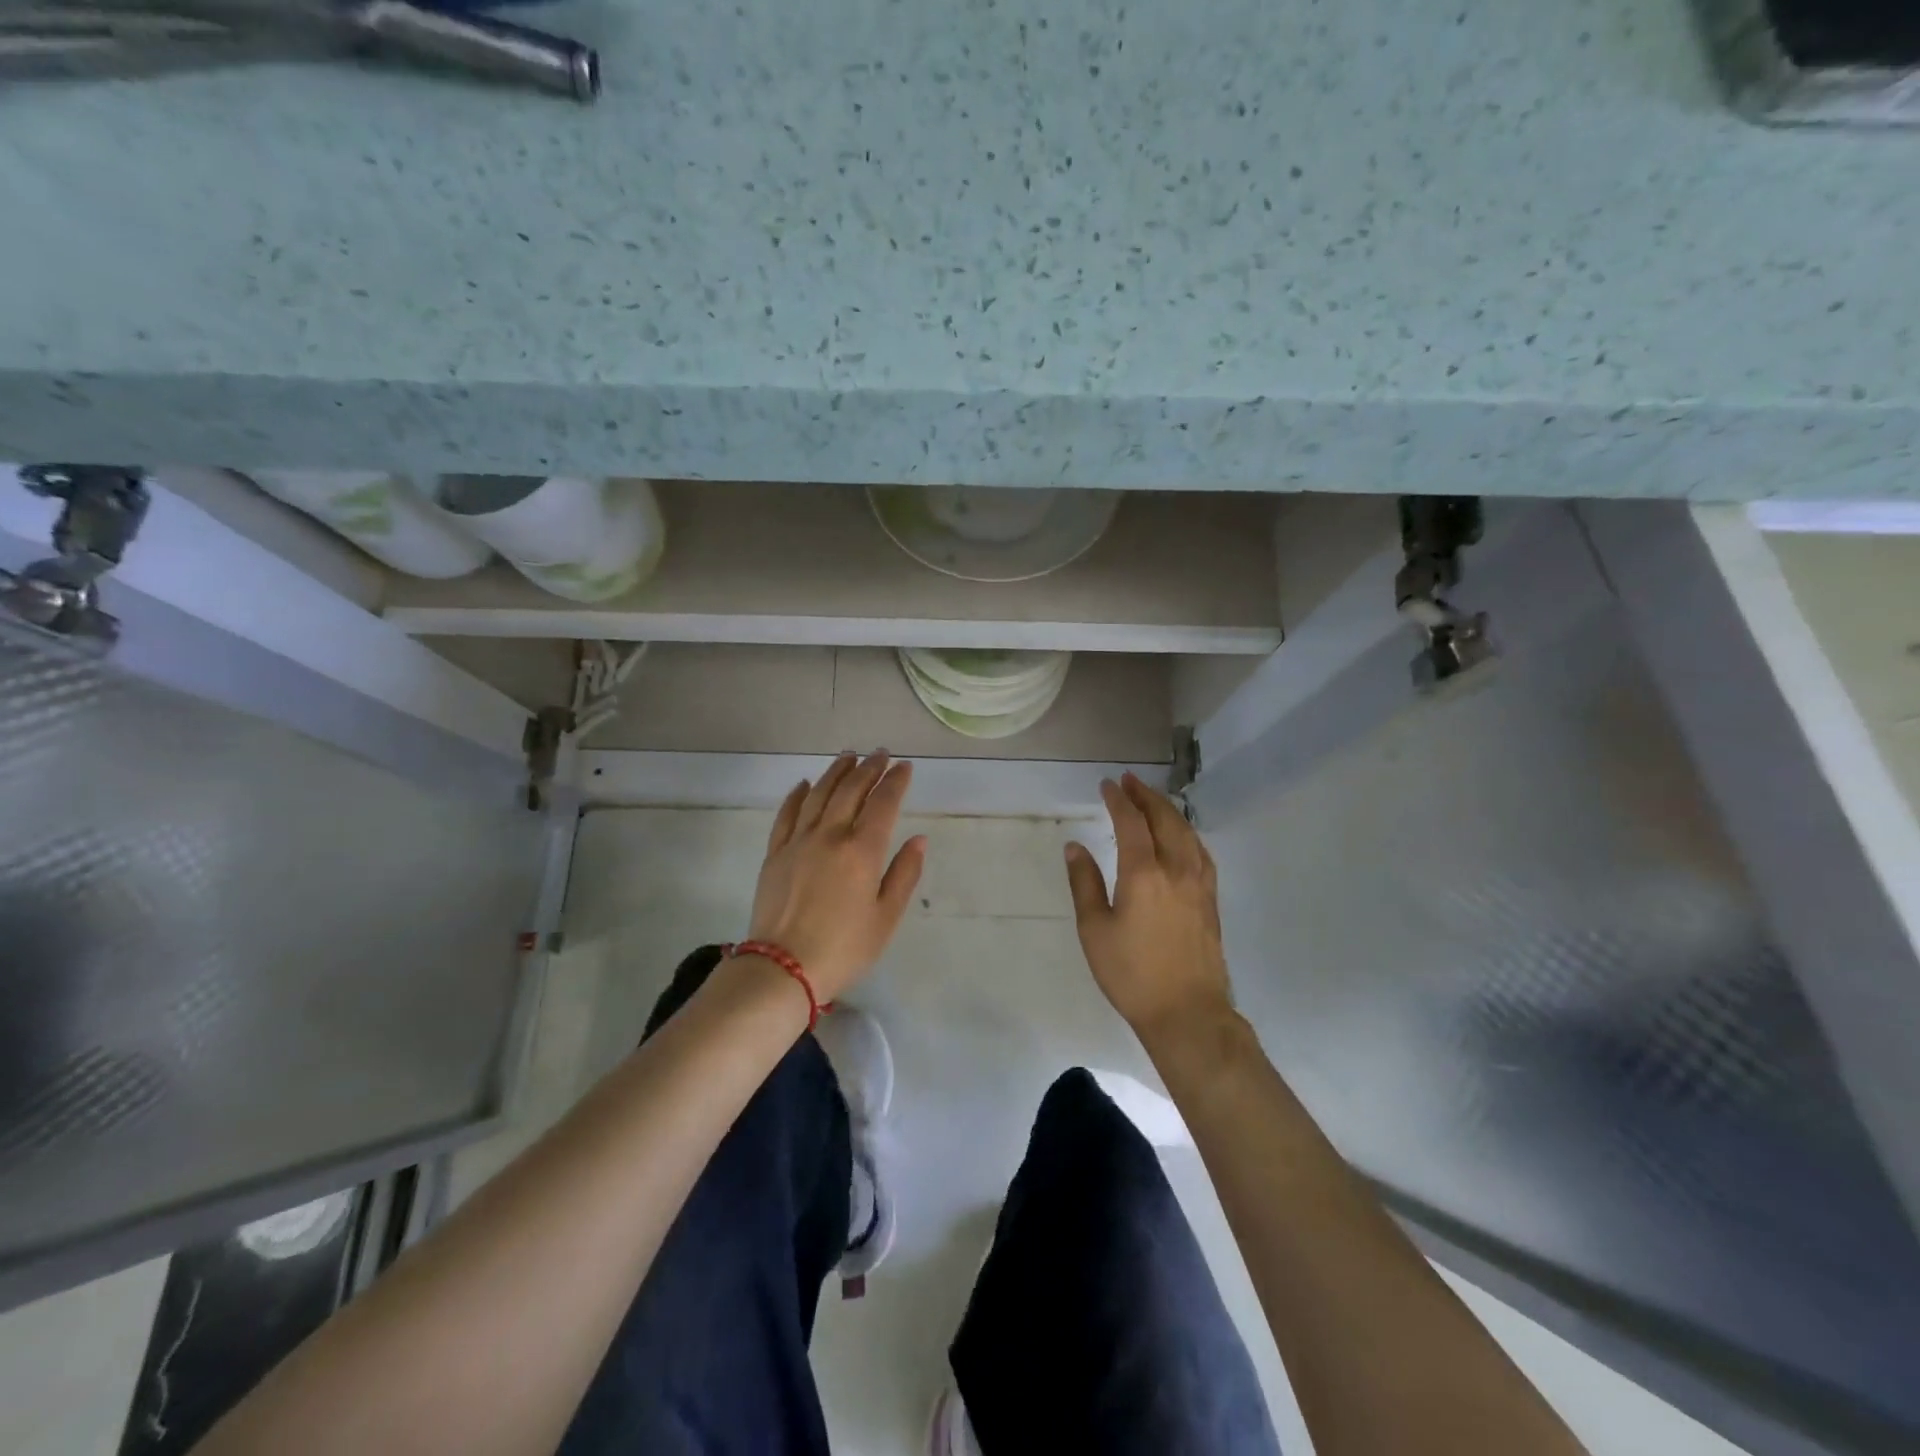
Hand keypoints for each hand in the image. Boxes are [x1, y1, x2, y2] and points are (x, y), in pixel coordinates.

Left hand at [743, 752, 926, 1002]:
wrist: (782, 968)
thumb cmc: (843, 948)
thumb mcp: (886, 918)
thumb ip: (904, 874)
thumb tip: (918, 839)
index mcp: (862, 851)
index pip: (883, 803)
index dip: (896, 781)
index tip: (905, 766)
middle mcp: (830, 835)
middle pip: (851, 790)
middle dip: (869, 768)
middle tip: (880, 754)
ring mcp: (798, 841)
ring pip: (819, 794)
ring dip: (836, 772)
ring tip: (848, 756)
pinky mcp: (775, 853)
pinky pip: (787, 813)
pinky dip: (798, 794)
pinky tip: (805, 784)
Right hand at [1065, 773, 1234, 1041]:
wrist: (1187, 1012)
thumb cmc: (1132, 974)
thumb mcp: (1095, 930)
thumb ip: (1084, 883)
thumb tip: (1075, 847)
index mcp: (1144, 873)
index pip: (1131, 822)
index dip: (1118, 800)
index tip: (1107, 785)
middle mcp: (1176, 869)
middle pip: (1164, 819)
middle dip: (1146, 796)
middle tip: (1130, 781)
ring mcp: (1199, 883)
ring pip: (1187, 832)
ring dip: (1168, 810)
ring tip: (1152, 799)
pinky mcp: (1210, 899)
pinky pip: (1200, 851)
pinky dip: (1187, 832)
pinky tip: (1181, 837)